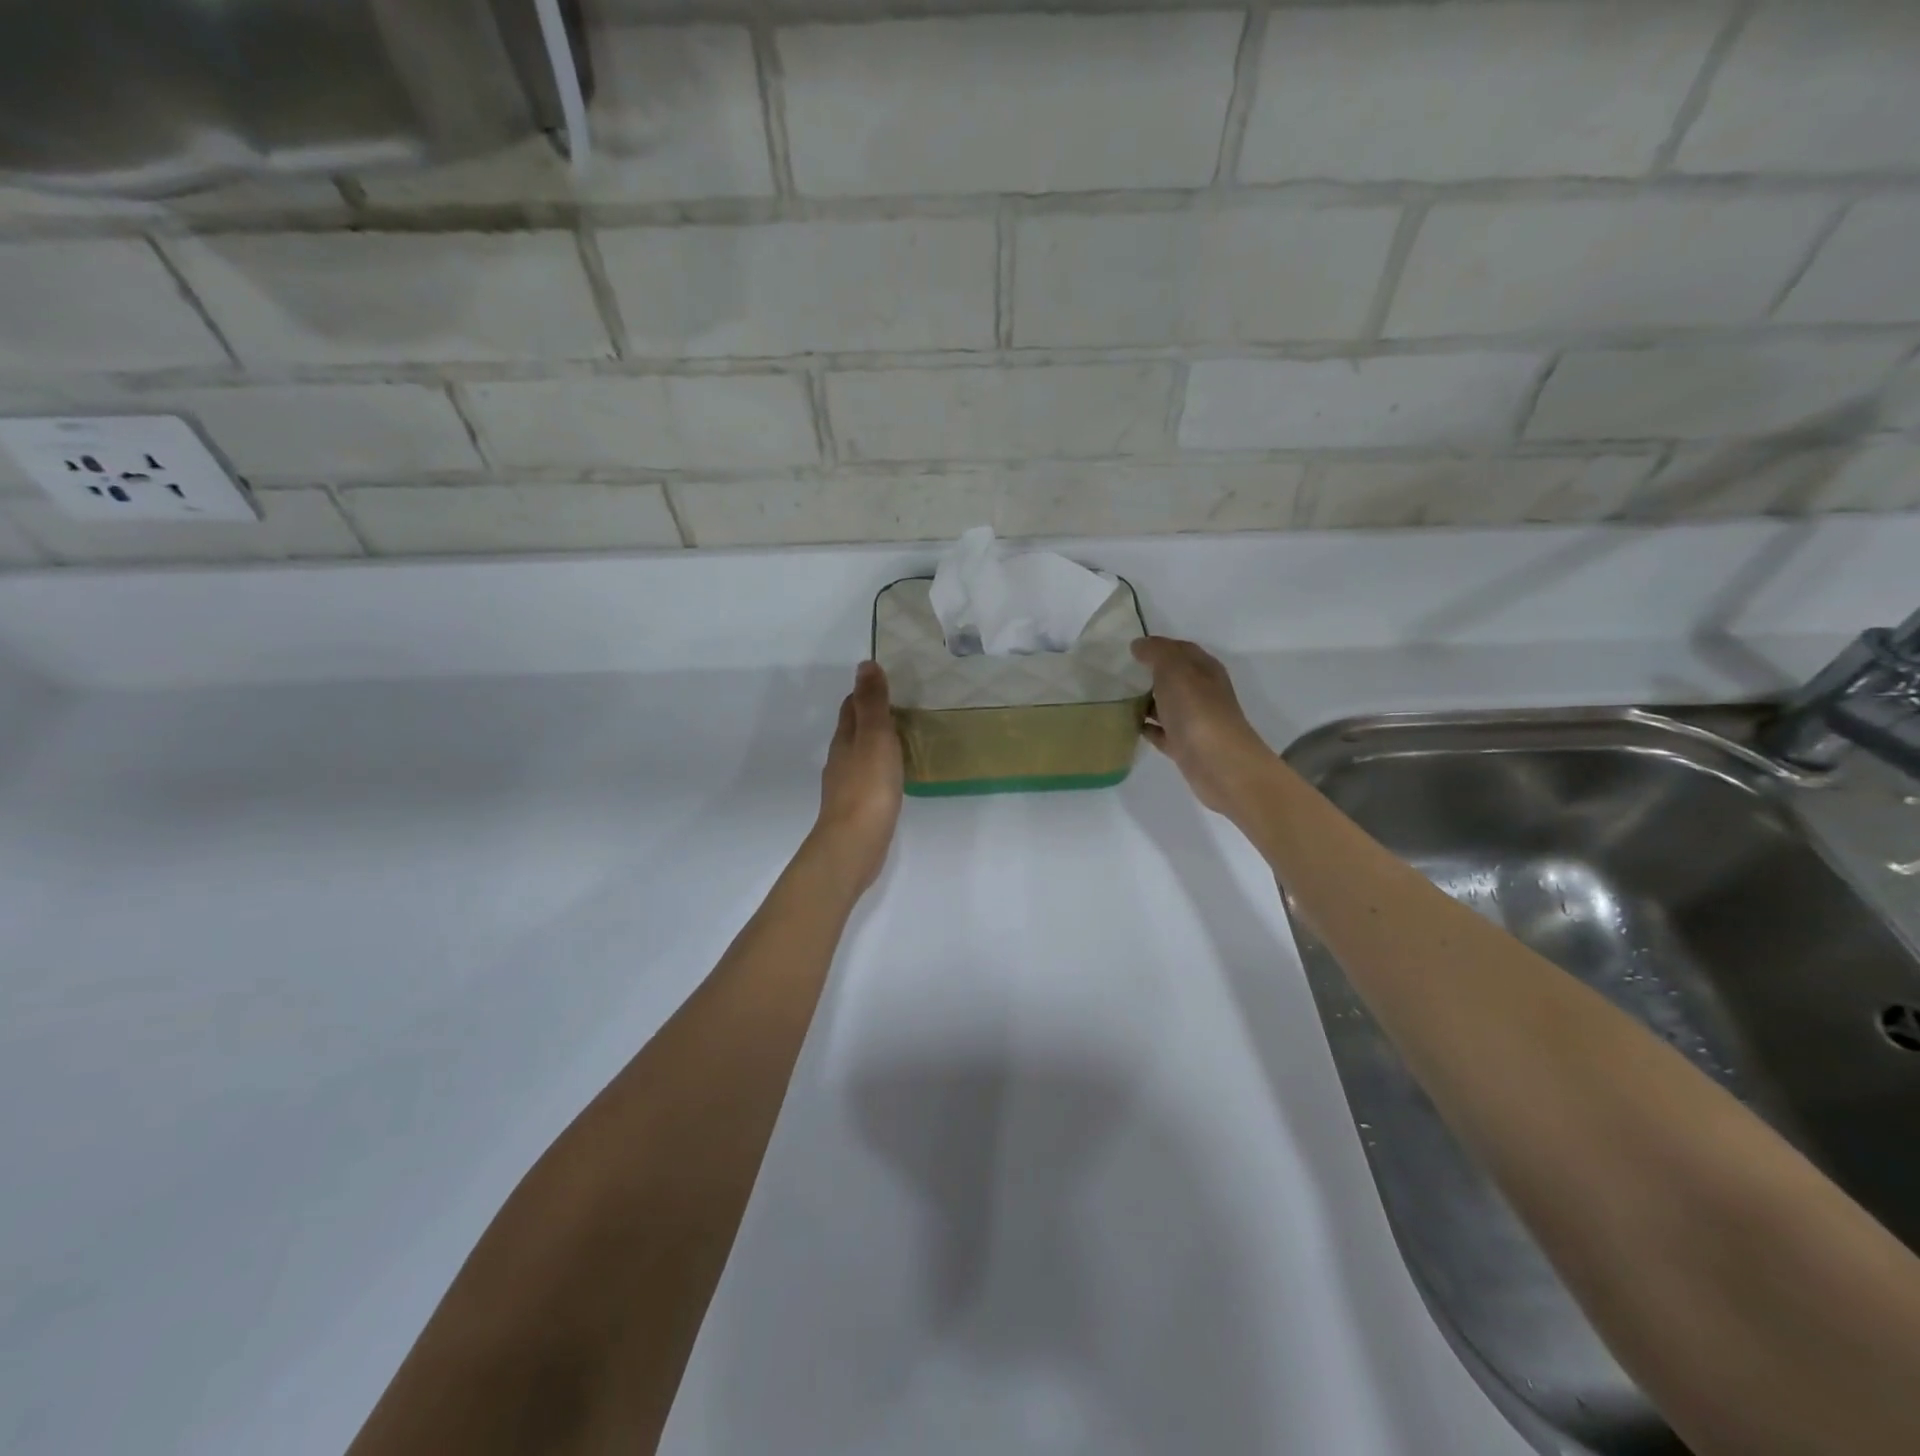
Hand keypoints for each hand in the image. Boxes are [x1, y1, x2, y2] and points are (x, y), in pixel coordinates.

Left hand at [812, 661, 903, 892]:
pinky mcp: (857, 808)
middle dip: (872, 716)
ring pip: (861, 755)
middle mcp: (841, 759)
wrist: (855, 843)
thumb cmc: (868, 786)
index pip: (851, 707)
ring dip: (878, 744)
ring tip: (905, 738)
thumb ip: (872, 703)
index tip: (889, 684)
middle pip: (854, 730)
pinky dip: (881, 769)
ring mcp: (847, 786)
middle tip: (904, 708)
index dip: (866, 693)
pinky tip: (896, 776)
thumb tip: (865, 664)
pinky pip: (870, 779)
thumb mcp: (874, 737)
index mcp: (844, 739)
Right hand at [1132, 636, 1276, 817]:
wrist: (1218, 763)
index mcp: (1204, 670)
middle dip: (1149, 674)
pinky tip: (1128, 725)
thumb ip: (1156, 653)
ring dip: (1145, 701)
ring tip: (1116, 698)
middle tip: (1117, 674)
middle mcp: (1202, 692)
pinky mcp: (1184, 746)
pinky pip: (1161, 732)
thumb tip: (1139, 645)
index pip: (1181, 649)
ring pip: (1166, 705)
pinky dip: (1147, 727)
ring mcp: (1194, 721)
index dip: (1157, 646)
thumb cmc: (1197, 710)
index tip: (1129, 649)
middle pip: (1173, 678)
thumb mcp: (1174, 670)